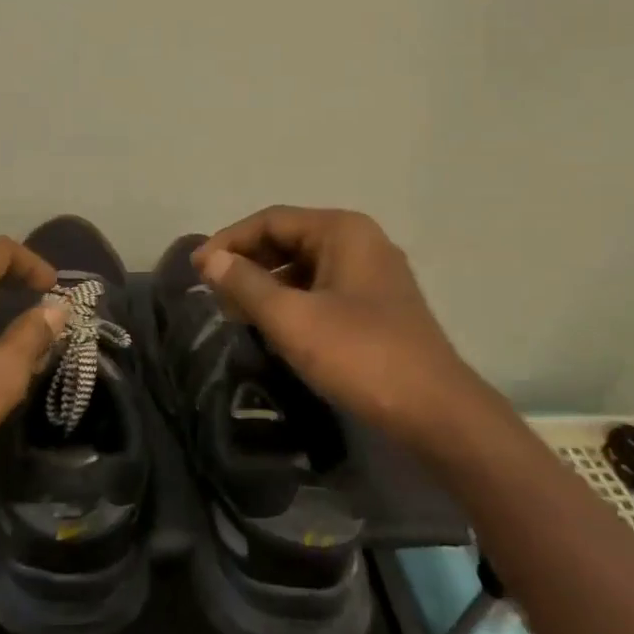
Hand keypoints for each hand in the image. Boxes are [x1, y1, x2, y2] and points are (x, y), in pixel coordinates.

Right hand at [193, 206, 493, 445]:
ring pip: (303, 266)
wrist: (436, 413)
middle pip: (288, 239)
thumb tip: (210, 260)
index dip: (228, 241)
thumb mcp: (293, 319)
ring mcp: (371, 274)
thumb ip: (246, 285)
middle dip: (247, 262)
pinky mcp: (376, 306)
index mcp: (342, 231)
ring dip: (265, 284)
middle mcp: (359, 242)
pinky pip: (321, 289)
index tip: (196, 270)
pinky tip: (271, 325)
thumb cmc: (361, 356)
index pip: (271, 220)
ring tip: (233, 311)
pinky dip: (290, 300)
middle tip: (211, 292)